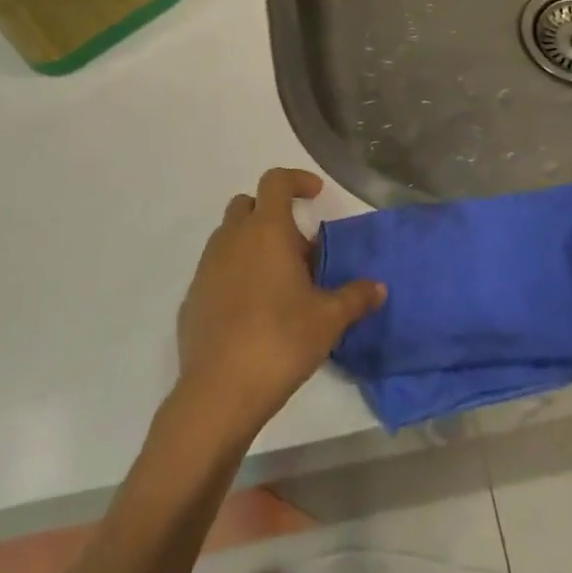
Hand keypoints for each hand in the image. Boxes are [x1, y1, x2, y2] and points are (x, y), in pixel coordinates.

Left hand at [174, 168, 384, 445]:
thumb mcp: (329, 319)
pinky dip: (234, 274)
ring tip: (278, 280)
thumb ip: (356, 296)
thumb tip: (379, 288)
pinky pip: (215, 270)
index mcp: (266, 231)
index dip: (297, 180)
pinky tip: (252, 310)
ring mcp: (207, 268)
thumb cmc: (281, 341)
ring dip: (252, 243)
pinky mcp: (192, 298)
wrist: (219, 392)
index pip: (276, 181)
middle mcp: (232, 239)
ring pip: (228, 236)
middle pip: (247, 204)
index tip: (316, 194)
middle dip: (272, 213)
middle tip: (298, 247)